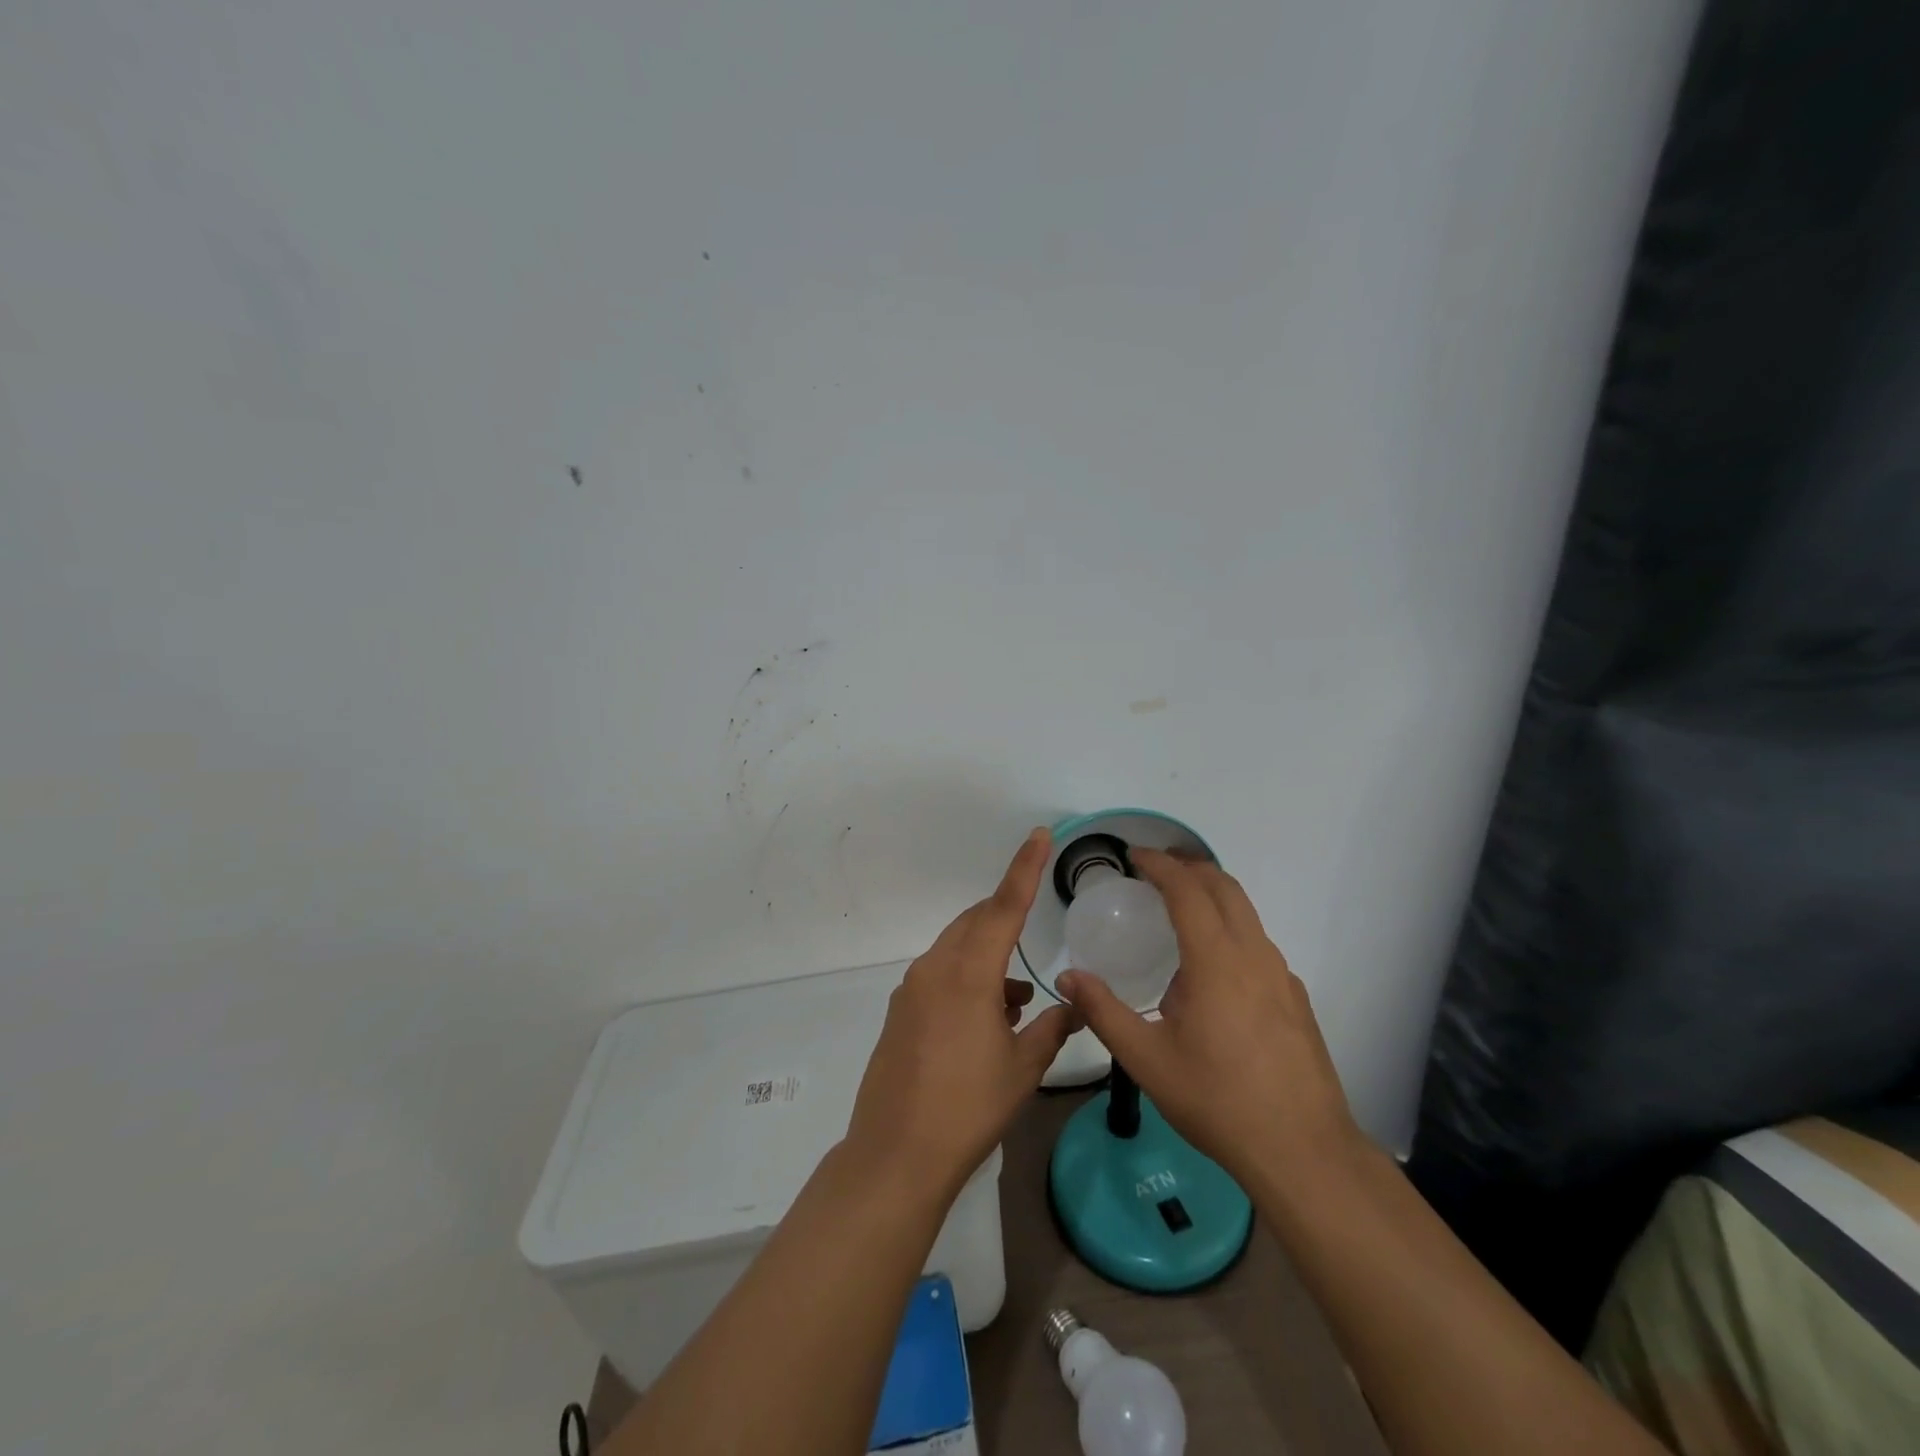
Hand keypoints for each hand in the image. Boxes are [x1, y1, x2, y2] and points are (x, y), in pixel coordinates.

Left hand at [844, 828, 1080, 1200]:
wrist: (897, 1153)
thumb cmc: (968, 1108)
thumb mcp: (1022, 1068)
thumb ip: (1051, 1027)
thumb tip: (1074, 1004)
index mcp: (969, 974)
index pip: (1004, 906)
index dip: (1025, 868)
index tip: (1040, 835)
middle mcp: (935, 968)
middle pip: (976, 921)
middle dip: (1006, 917)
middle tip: (1034, 932)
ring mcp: (912, 988)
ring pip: (957, 947)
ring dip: (988, 957)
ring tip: (1017, 1001)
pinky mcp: (900, 1009)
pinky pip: (940, 973)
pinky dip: (967, 977)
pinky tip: (987, 1018)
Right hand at [1057, 847, 1361, 1186]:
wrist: (1302, 1151)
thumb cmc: (1217, 1100)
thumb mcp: (1146, 1059)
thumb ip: (1103, 1012)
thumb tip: (1068, 978)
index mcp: (1216, 961)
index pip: (1188, 890)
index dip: (1160, 865)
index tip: (1135, 856)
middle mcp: (1253, 955)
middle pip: (1225, 887)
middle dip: (1190, 867)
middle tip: (1156, 869)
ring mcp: (1281, 976)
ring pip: (1247, 913)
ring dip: (1213, 895)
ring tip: (1179, 909)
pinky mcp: (1296, 998)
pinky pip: (1259, 944)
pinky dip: (1231, 929)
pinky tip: (1213, 970)